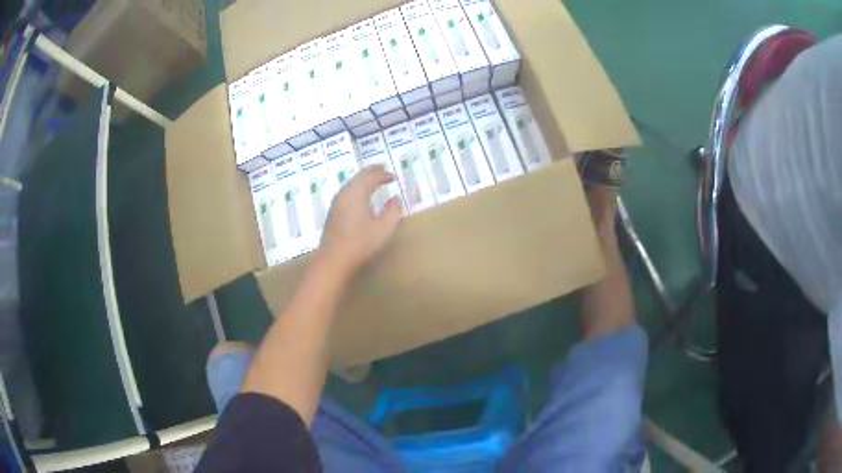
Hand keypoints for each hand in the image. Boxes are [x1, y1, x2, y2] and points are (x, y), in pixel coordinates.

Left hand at [319, 165, 402, 276]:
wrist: (334, 260)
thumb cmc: (360, 244)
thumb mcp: (383, 229)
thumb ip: (392, 211)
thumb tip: (396, 199)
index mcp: (356, 193)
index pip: (370, 176)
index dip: (383, 174)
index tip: (394, 177)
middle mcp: (344, 193)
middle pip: (359, 176)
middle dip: (372, 171)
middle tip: (383, 168)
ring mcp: (337, 202)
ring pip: (351, 183)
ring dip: (364, 179)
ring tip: (375, 180)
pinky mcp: (334, 212)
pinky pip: (347, 191)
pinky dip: (358, 187)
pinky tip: (362, 196)